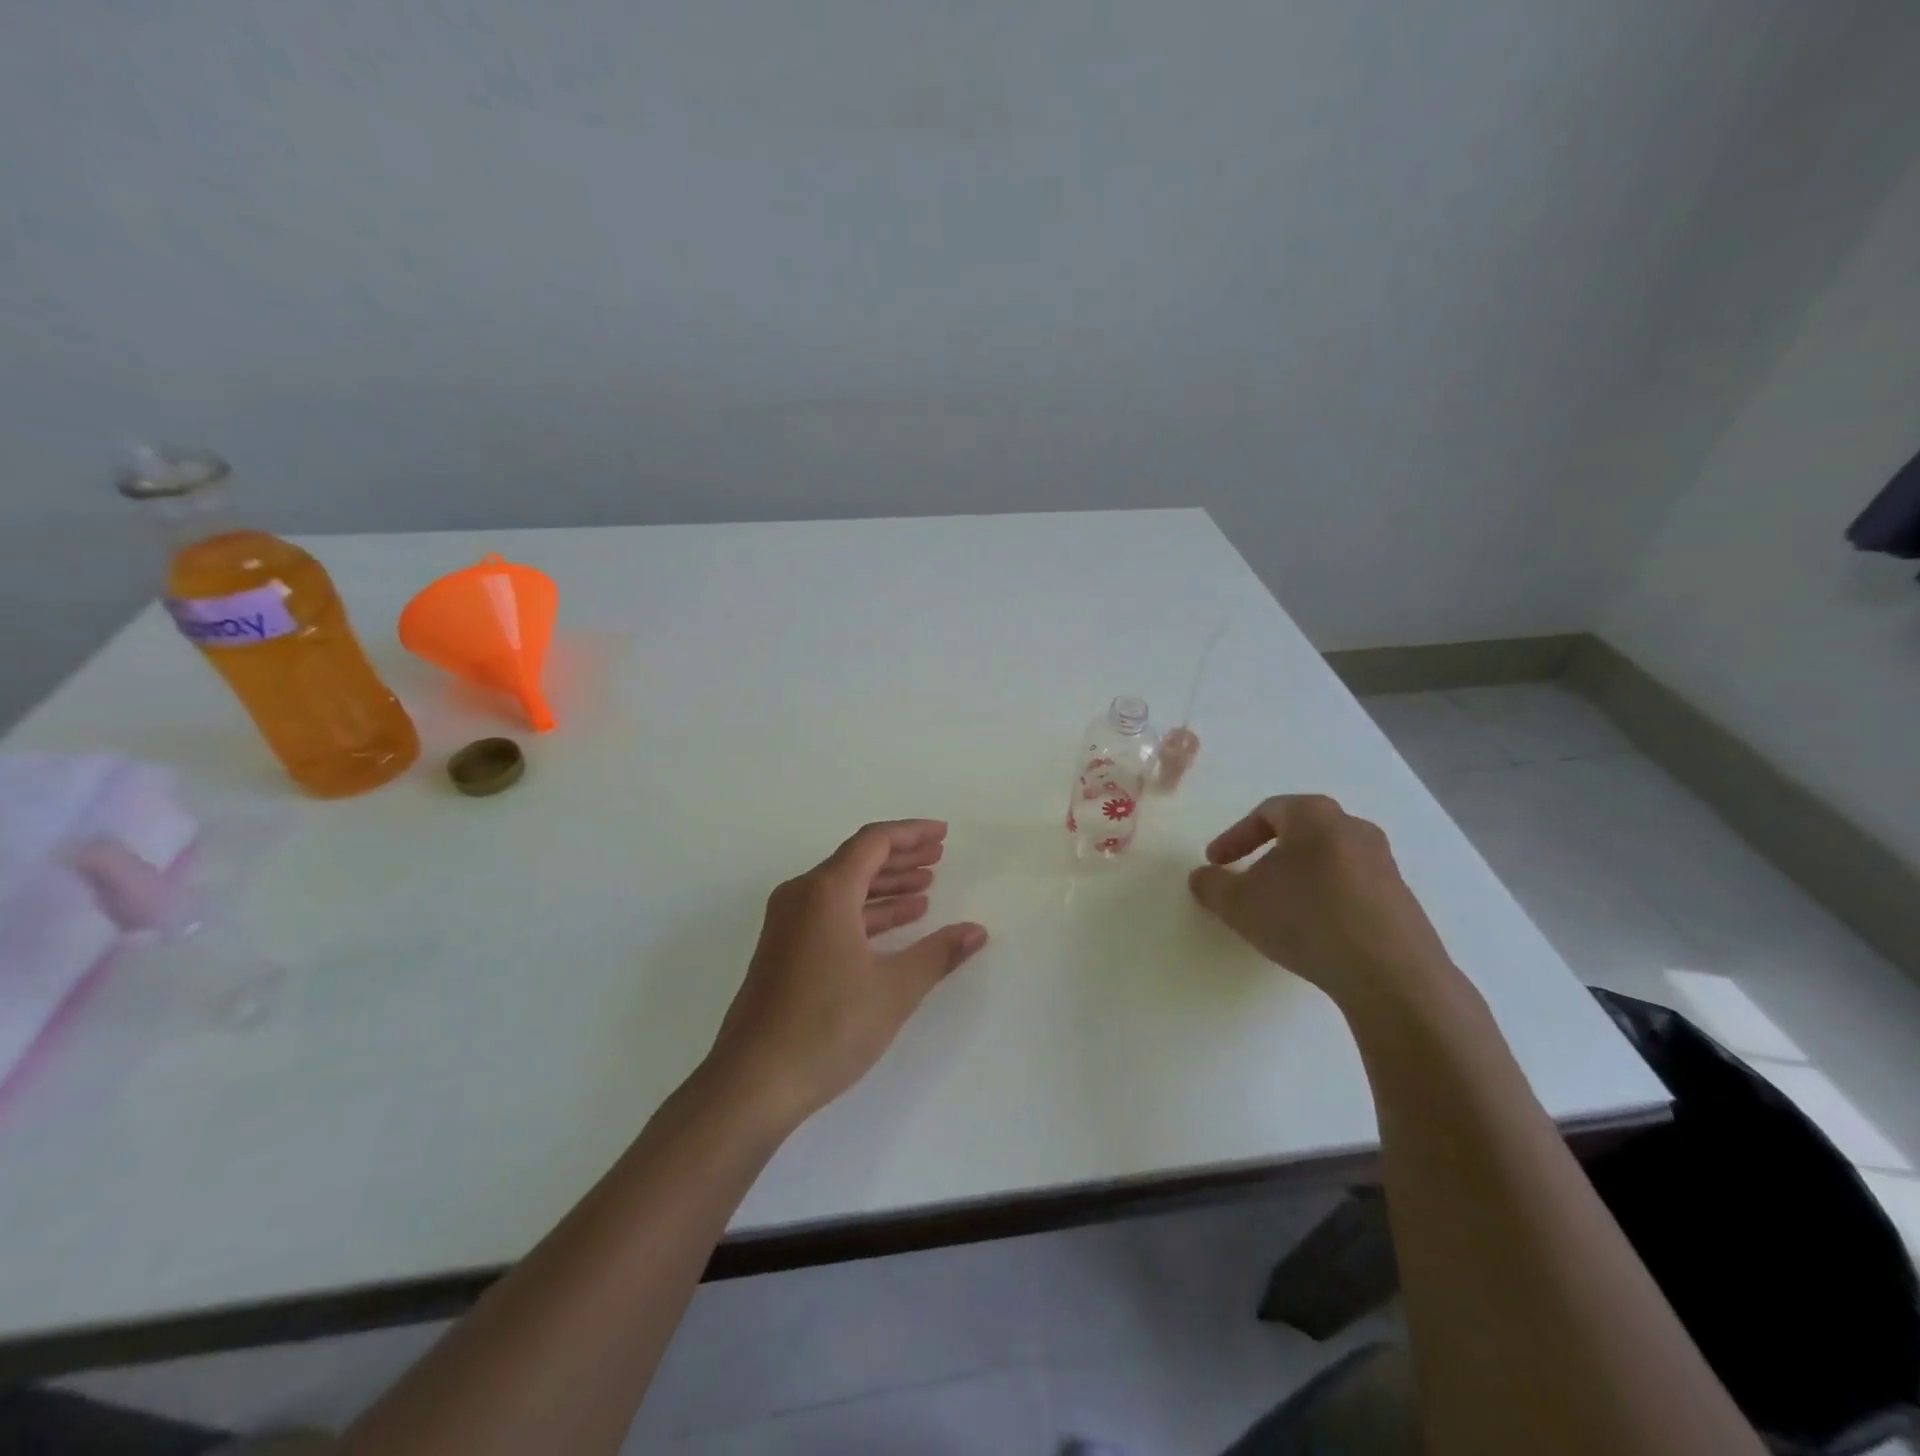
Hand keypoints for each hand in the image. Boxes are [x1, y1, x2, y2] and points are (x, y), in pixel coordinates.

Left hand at [706, 820, 987, 1127]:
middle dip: (901, 856)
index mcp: (825, 892)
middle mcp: (801, 896)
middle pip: (857, 860)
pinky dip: (865, 911)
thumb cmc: (827, 1027)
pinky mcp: (783, 950)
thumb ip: (938, 954)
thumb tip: (976, 931)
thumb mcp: (894, 989)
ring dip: (885, 885)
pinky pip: (830, 912)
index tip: (943, 835)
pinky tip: (895, 924)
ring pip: (843, 888)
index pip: (874, 842)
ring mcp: (787, 924)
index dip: (912, 833)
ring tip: (925, 888)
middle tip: (938, 856)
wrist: (752, 1082)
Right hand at [1188, 795, 1455, 1012]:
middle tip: (1247, 882)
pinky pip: (1351, 889)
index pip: (1266, 813)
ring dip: (1298, 880)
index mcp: (1315, 815)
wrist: (1390, 973)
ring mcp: (1385, 864)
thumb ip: (1211, 885)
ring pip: (1327, 861)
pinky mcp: (1402, 899)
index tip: (1216, 863)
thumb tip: (1202, 877)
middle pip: (1301, 833)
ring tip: (1280, 911)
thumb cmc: (1305, 918)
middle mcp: (1354, 828)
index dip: (1235, 837)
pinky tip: (1315, 932)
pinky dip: (1326, 901)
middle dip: (1268, 856)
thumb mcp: (1238, 903)